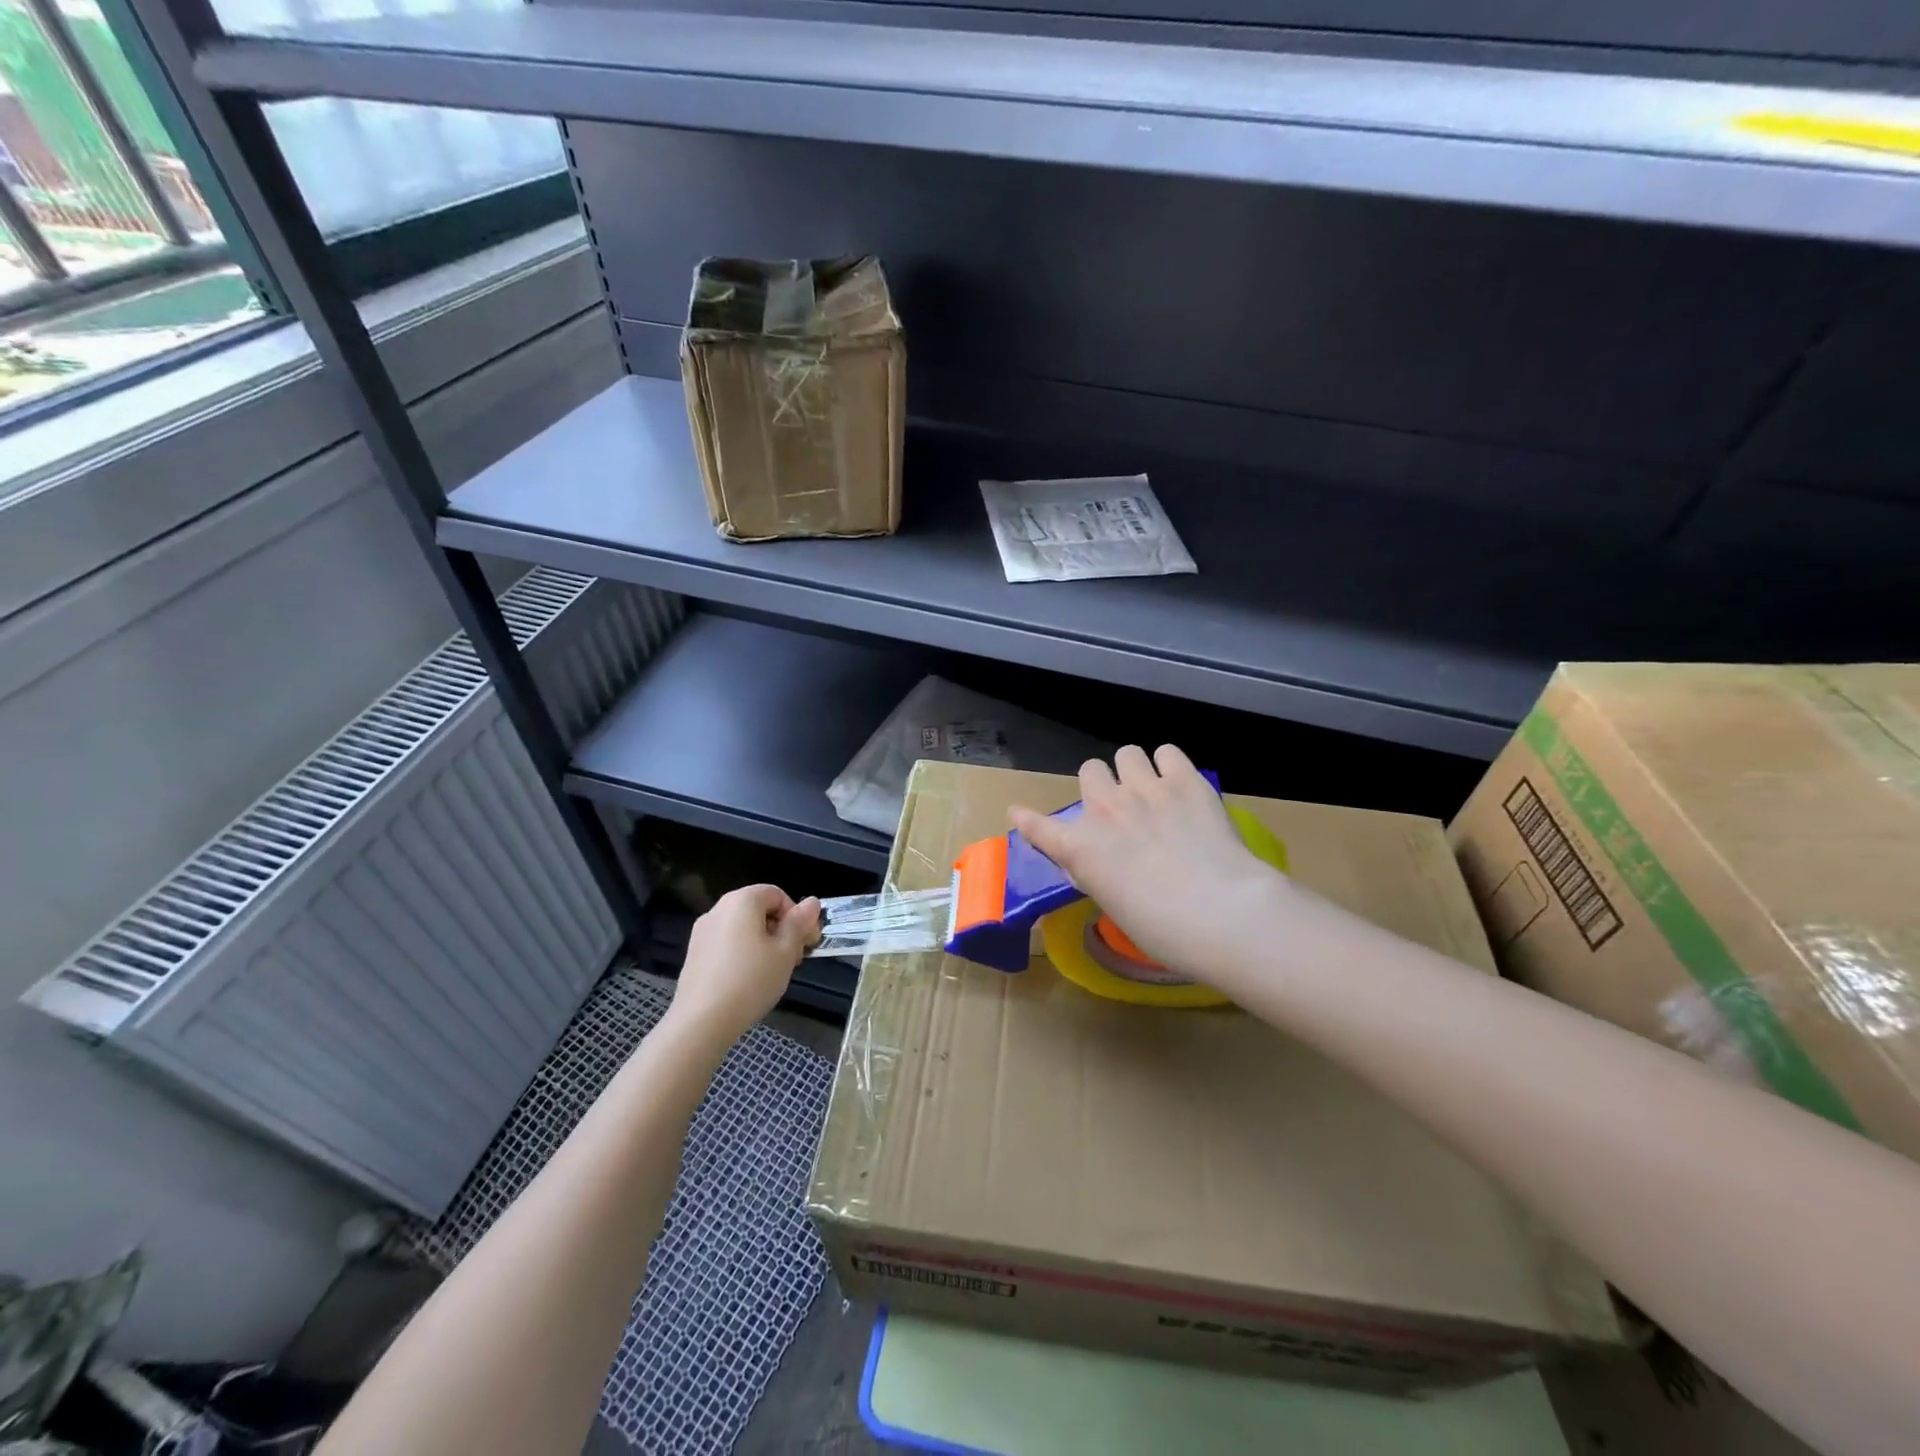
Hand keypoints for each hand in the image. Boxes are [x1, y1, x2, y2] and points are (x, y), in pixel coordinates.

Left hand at [667, 885, 819, 1045]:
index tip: (806, 942)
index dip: (797, 915)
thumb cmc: (751, 980)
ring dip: (764, 943)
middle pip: (759, 909)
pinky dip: (743, 953)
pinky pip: (727, 943)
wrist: (701, 1021)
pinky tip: (749, 981)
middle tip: (794, 959)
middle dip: (781, 930)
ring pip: (743, 928)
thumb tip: (812, 902)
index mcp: (742, 901)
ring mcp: (702, 932)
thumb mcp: (785, 951)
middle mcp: (718, 909)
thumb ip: (799, 923)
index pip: (777, 894)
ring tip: (773, 972)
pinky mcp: (694, 954)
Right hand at [1008, 745, 1288, 987]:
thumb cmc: (1162, 930)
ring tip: (1153, 791)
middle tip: (1121, 808)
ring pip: (1126, 753)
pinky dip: (1169, 765)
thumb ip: (1098, 872)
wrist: (1219, 912)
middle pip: (1090, 770)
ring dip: (1135, 771)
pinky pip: (1166, 751)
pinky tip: (1179, 785)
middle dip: (1102, 786)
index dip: (1027, 819)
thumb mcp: (1113, 904)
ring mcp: (1145, 789)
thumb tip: (1099, 860)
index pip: (1038, 826)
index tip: (1019, 813)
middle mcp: (1104, 809)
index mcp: (1080, 848)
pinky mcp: (1185, 779)